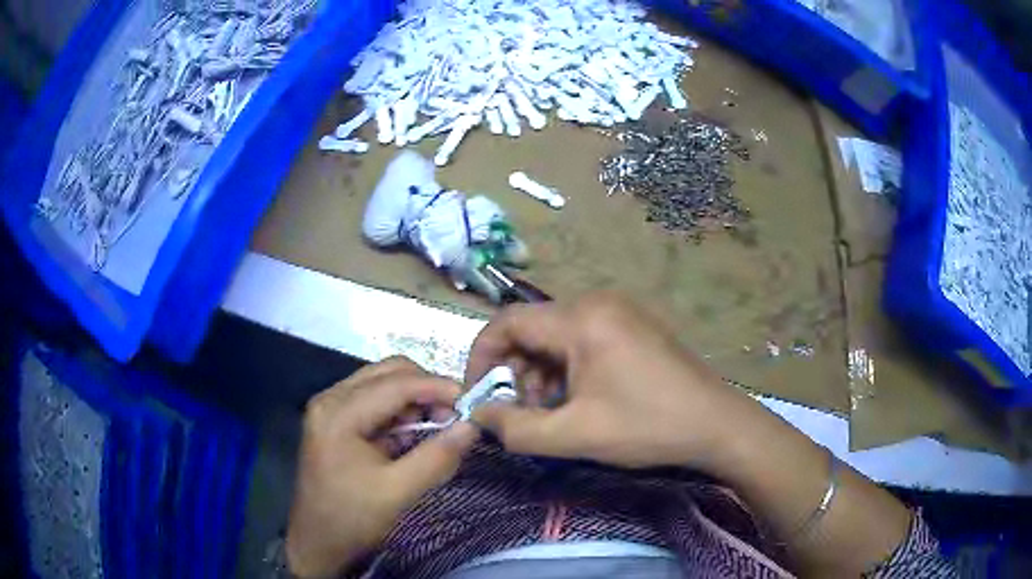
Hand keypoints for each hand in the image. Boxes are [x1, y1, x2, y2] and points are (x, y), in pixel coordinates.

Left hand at [286, 358, 478, 576]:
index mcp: (338, 413)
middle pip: (388, 373)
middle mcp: (331, 399)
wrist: (318, 544)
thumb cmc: (352, 519)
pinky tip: (416, 435)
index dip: (438, 387)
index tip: (473, 402)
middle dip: (426, 389)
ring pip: (383, 384)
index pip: (396, 383)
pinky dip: (401, 413)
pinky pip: (375, 403)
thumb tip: (472, 426)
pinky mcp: (337, 422)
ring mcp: (331, 409)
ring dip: (415, 400)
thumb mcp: (398, 492)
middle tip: (455, 416)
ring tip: (441, 426)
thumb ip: (437, 457)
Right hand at [467, 292, 760, 469]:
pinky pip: (582, 338)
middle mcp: (597, 302)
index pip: (507, 322)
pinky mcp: (633, 325)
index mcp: (581, 319)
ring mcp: (619, 311)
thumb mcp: (574, 435)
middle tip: (524, 412)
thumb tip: (478, 415)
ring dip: (542, 373)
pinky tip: (581, 399)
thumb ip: (515, 428)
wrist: (716, 424)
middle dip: (516, 372)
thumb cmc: (646, 427)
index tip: (478, 394)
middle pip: (532, 329)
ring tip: (555, 411)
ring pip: (556, 336)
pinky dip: (568, 368)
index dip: (482, 357)